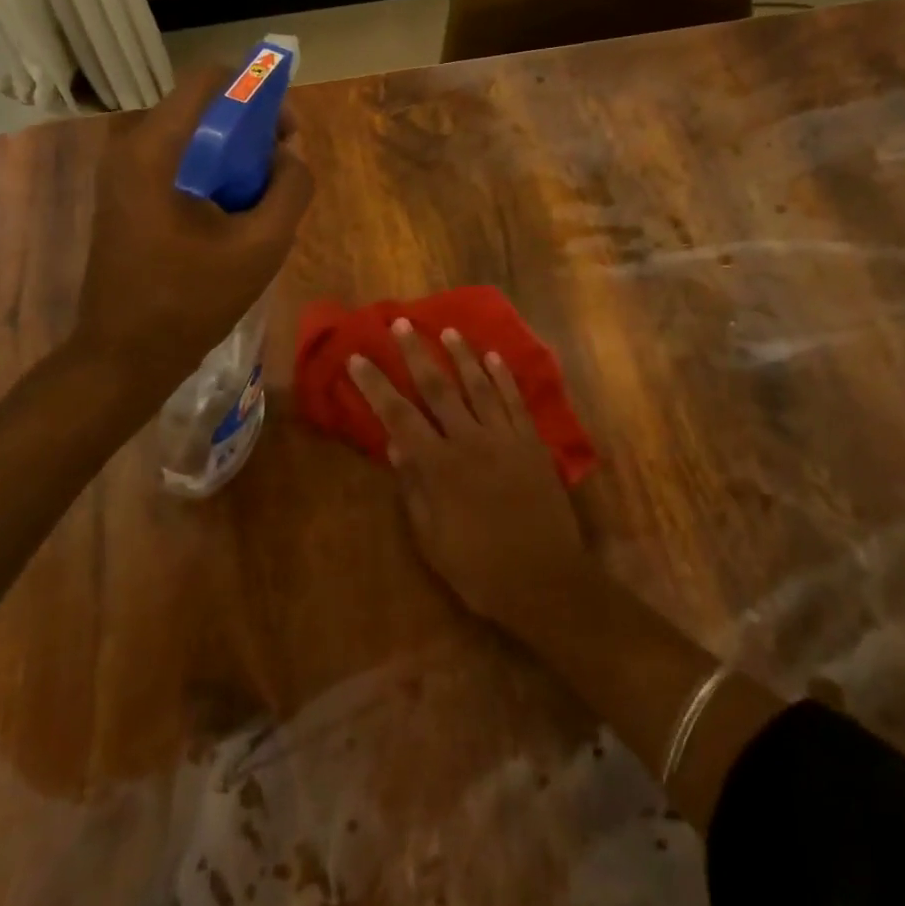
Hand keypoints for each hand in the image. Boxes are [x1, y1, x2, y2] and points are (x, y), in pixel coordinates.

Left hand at [74, 65, 312, 381]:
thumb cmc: (192, 300)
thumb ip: (291, 188)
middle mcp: (130, 145)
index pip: (211, 79)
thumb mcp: (262, 245)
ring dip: (233, 155)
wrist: (123, 355)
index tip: (286, 134)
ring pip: (192, 135)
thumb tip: (291, 155)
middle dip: (251, 129)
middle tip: (280, 172)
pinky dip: (211, 173)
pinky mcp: (124, 195)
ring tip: (259, 199)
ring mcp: (122, 171)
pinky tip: (230, 216)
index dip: (258, 93)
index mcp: (156, 148)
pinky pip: (177, 161)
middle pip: (203, 106)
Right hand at [350, 321, 591, 631]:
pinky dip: (504, 377)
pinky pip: (515, 401)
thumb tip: (396, 448)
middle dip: (417, 354)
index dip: (376, 386)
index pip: (398, 416)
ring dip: (462, 356)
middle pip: (439, 388)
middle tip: (402, 324)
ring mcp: (505, 438)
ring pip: (479, 386)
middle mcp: (470, 441)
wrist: (545, 581)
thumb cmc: (480, 569)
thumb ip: (414, 491)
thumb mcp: (432, 541)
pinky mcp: (532, 443)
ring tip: (448, 331)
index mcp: (439, 467)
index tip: (358, 358)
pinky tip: (495, 358)